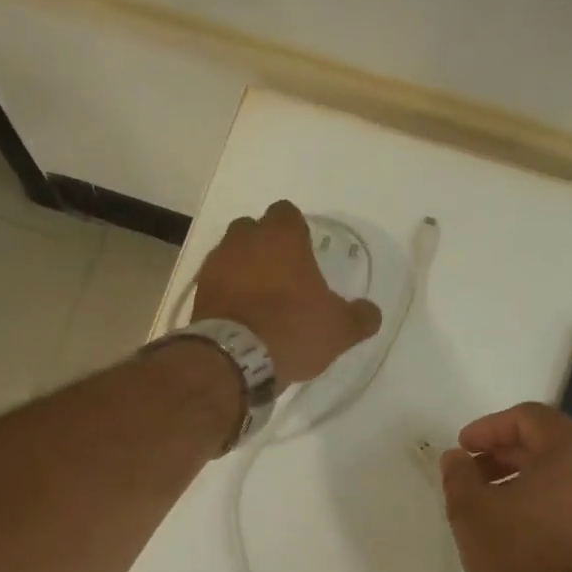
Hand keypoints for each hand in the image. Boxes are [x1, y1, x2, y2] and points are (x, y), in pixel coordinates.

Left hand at [191, 200, 382, 386]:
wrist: (236, 359)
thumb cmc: (293, 329)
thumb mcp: (339, 329)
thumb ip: (360, 316)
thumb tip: (371, 312)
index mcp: (282, 236)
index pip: (286, 213)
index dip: (295, 230)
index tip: (303, 253)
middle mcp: (245, 239)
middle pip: (254, 229)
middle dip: (265, 246)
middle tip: (282, 275)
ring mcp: (216, 263)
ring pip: (231, 253)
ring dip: (243, 267)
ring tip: (259, 297)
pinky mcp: (199, 290)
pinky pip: (216, 280)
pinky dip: (226, 291)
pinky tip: (239, 313)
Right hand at [440, 402, 571, 571]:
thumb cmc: (519, 552)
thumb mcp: (471, 510)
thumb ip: (458, 474)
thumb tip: (456, 458)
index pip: (528, 417)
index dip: (488, 428)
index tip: (462, 448)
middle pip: (547, 442)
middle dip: (504, 453)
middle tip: (472, 473)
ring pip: (562, 473)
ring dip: (523, 478)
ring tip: (491, 502)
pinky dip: (544, 500)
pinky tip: (518, 525)